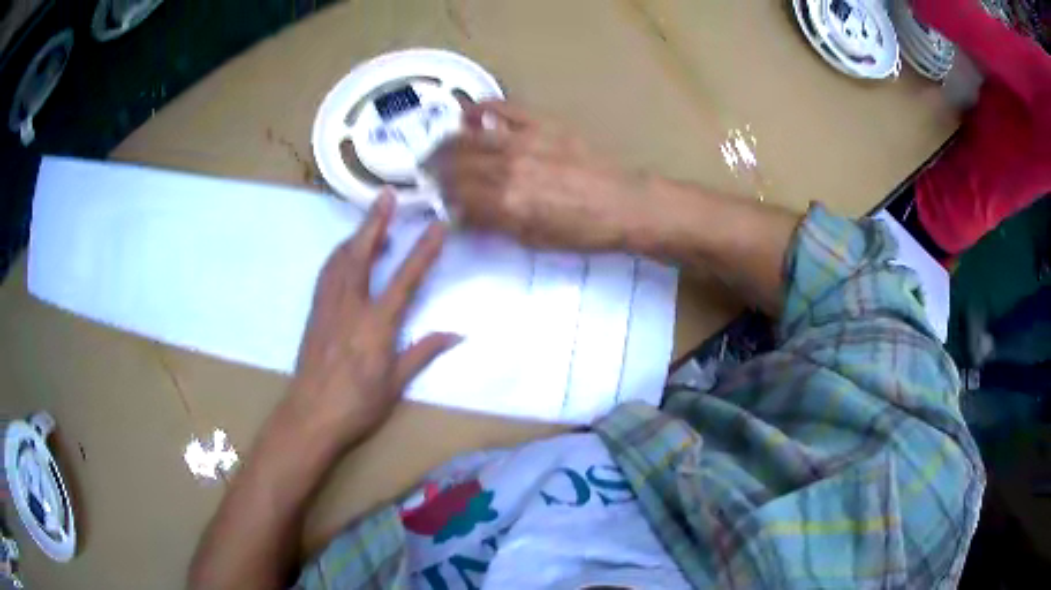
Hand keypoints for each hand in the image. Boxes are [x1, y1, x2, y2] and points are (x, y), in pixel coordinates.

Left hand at [282, 191, 460, 447]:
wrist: (310, 416)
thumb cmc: (357, 405)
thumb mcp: (396, 384)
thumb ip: (424, 352)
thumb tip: (457, 334)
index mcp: (376, 325)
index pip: (405, 279)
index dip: (423, 250)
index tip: (438, 226)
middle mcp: (350, 306)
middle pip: (362, 254)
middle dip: (376, 222)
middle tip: (386, 196)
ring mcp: (327, 306)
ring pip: (340, 259)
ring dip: (356, 235)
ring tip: (371, 222)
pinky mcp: (314, 312)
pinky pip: (326, 273)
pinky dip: (338, 256)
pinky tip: (344, 254)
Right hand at [424, 101, 642, 249]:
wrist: (623, 204)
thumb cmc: (582, 230)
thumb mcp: (534, 240)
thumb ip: (494, 225)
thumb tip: (464, 216)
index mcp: (506, 202)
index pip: (457, 195)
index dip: (442, 197)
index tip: (437, 199)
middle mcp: (508, 167)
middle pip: (456, 163)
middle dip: (435, 168)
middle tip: (427, 171)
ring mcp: (524, 141)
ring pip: (470, 136)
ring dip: (447, 142)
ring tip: (440, 147)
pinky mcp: (541, 124)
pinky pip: (502, 109)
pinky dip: (480, 110)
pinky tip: (469, 114)